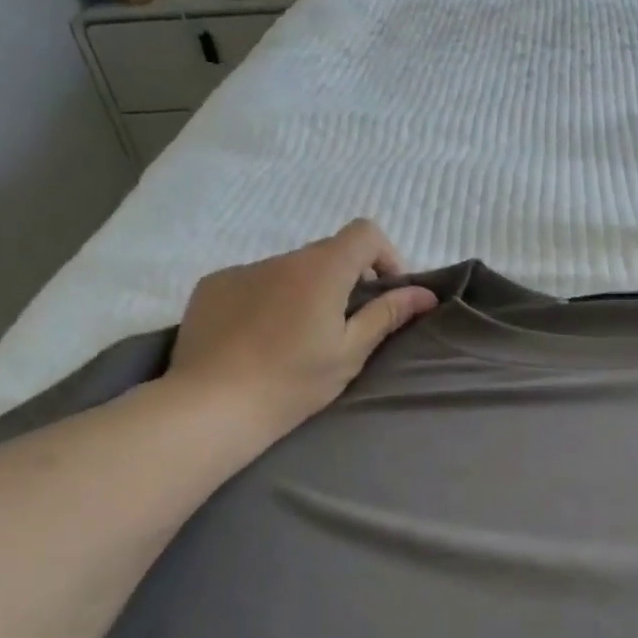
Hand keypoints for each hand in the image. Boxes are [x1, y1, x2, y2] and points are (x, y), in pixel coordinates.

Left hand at [166, 220, 437, 449]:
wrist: (214, 404)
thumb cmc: (293, 382)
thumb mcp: (350, 352)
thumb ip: (386, 316)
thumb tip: (425, 294)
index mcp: (321, 270)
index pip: (365, 233)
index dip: (385, 256)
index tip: (386, 295)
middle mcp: (281, 259)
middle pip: (327, 253)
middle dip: (346, 281)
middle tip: (345, 328)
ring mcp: (242, 270)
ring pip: (289, 271)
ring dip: (305, 292)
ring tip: (298, 340)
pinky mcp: (213, 287)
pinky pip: (254, 283)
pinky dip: (268, 301)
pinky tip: (260, 340)